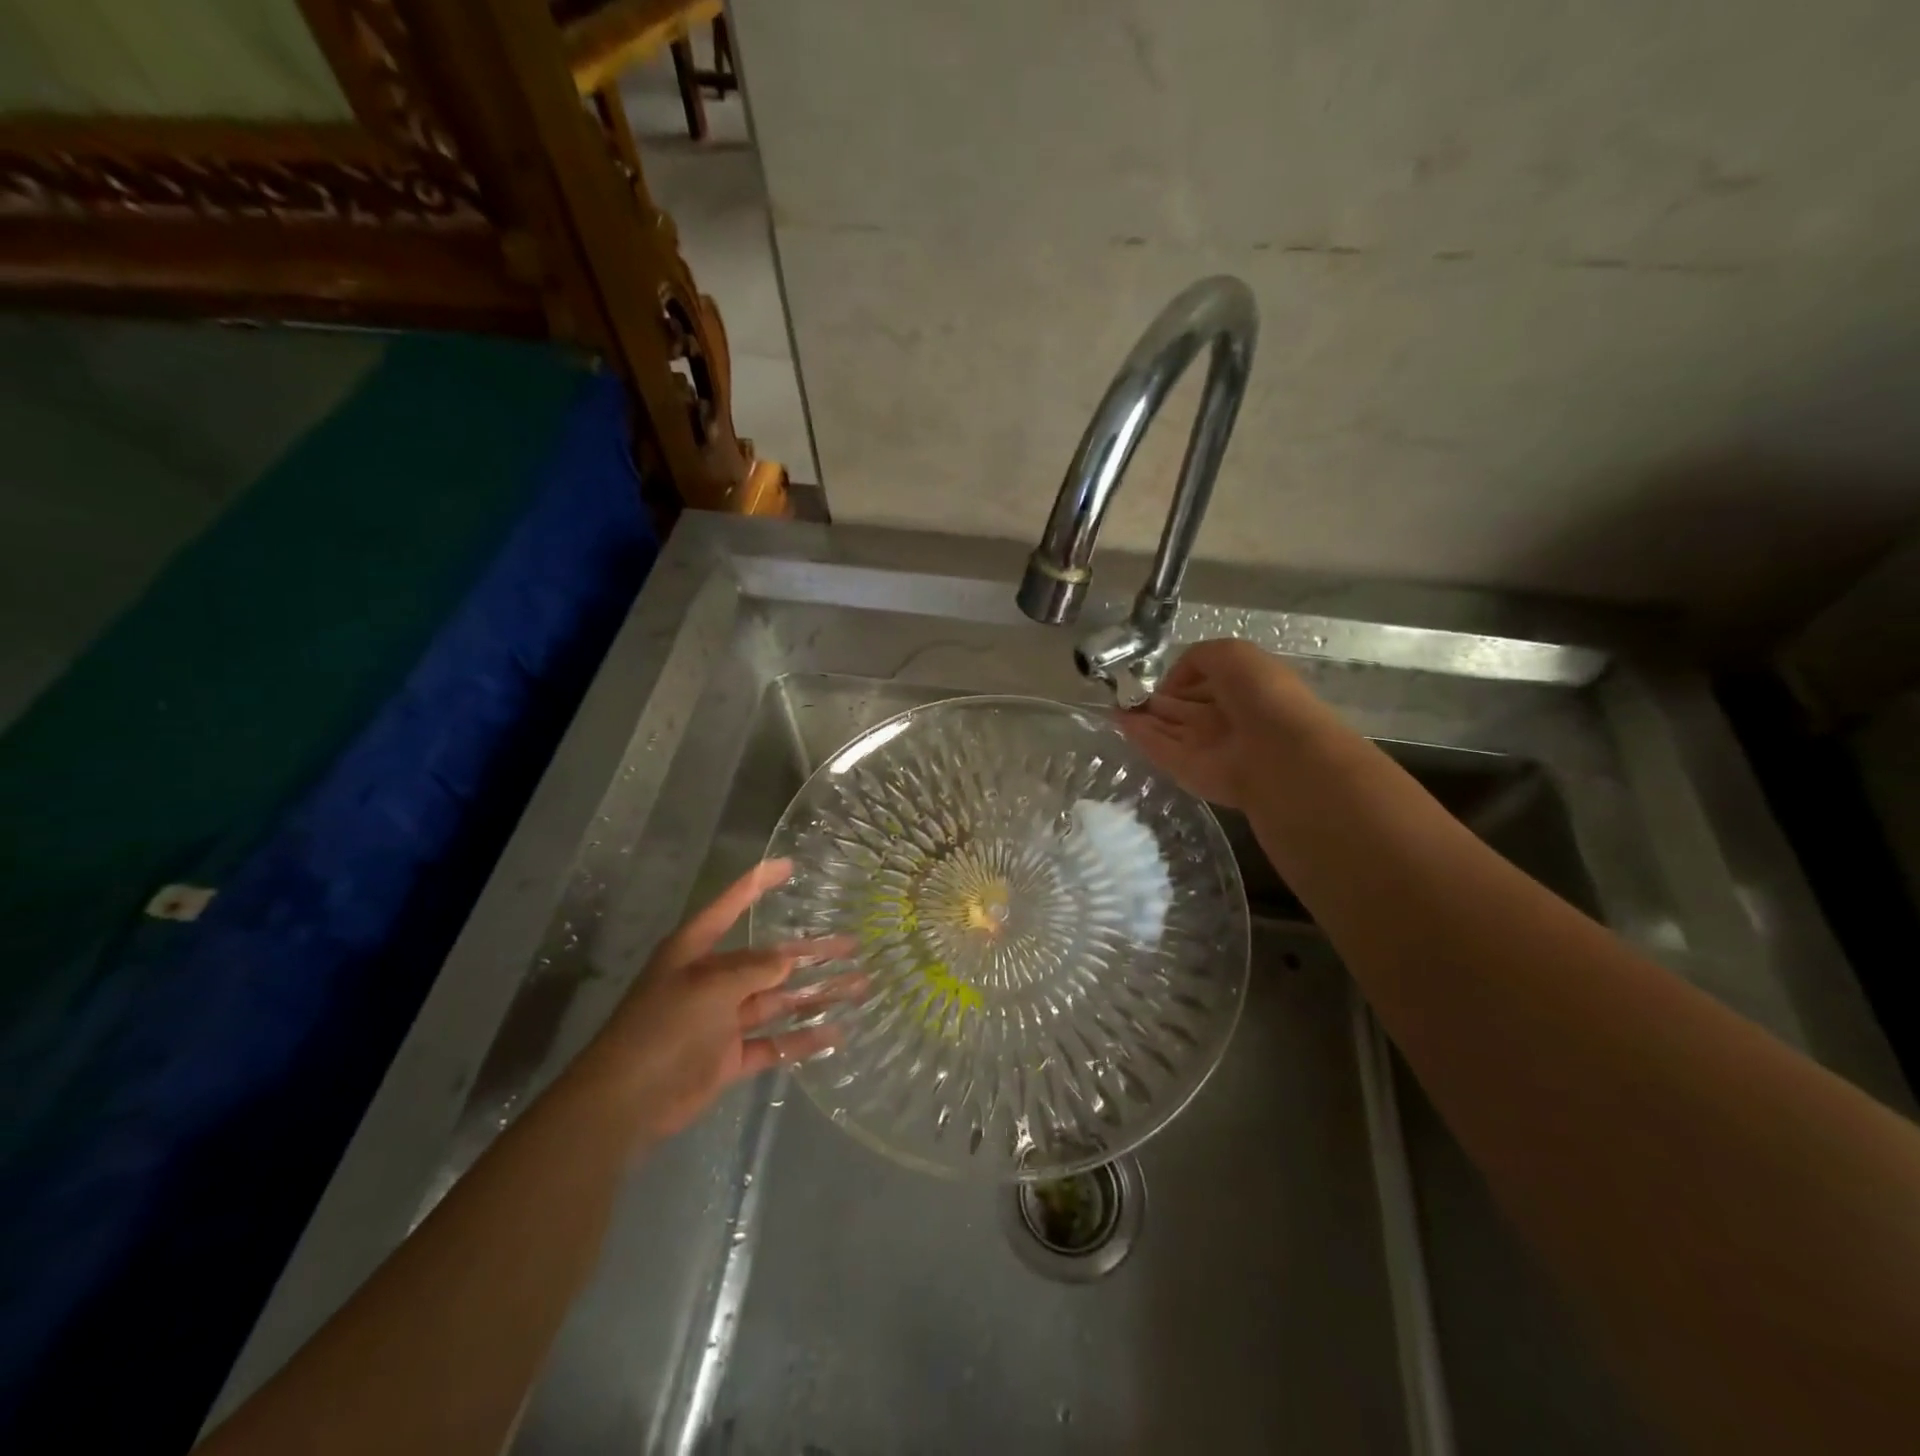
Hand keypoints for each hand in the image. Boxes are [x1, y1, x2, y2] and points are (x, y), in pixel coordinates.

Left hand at [576, 859, 860, 1142]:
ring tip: (858, 986)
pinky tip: (836, 1033)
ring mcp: (722, 1020)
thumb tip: (788, 959)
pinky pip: (773, 1043)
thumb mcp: (709, 988)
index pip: (731, 906)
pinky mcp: (729, 1057)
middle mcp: (712, 979)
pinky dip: (802, 1040)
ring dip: (815, 995)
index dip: (758, 883)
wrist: (626, 1103)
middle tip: (852, 945)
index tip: (788, 865)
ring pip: (778, 1001)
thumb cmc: (663, 1028)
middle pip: (769, 959)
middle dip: (810, 953)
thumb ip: (753, 970)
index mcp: (696, 951)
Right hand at [1117, 639, 1320, 808]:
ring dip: (1140, 716)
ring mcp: (1204, 746)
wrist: (1277, 755)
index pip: (1205, 681)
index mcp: (1242, 688)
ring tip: (1111, 702)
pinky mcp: (1186, 770)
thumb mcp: (1232, 654)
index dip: (1181, 677)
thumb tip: (1173, 682)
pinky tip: (1115, 720)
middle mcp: (1223, 717)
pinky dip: (1137, 735)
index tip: (1157, 673)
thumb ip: (1197, 658)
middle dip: (1156, 699)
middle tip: (1123, 689)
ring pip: (1167, 728)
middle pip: (1183, 707)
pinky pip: (1158, 748)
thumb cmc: (1262, 695)